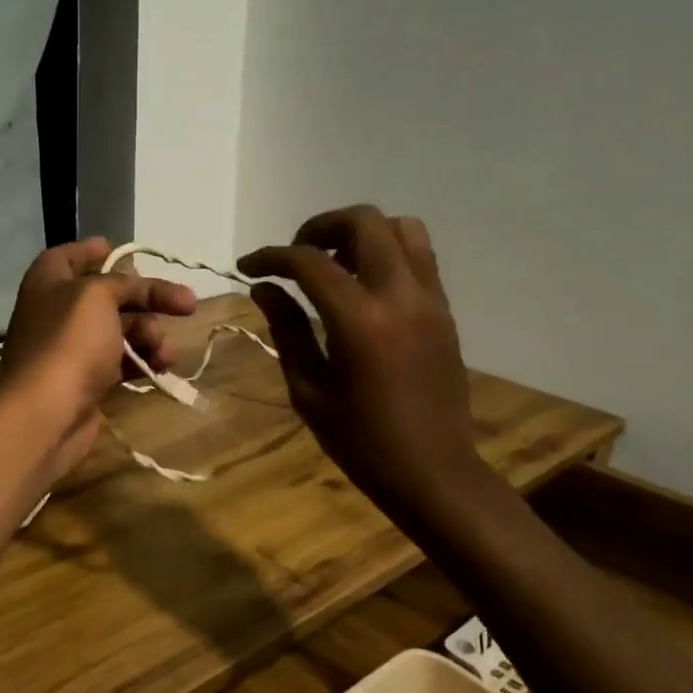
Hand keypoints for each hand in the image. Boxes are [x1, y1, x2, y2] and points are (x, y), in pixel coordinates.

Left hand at [0, 237, 196, 479]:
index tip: (125, 252)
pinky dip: (142, 360)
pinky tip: (162, 367)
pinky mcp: (85, 380)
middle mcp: (57, 310)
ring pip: (120, 330)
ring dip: (150, 335)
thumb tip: (136, 286)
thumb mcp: (98, 295)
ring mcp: (71, 348)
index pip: (71, 255)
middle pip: (108, 294)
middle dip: (147, 299)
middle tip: (185, 304)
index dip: (96, 251)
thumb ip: (122, 283)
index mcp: (49, 280)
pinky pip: (121, 361)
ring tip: (165, 350)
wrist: (46, 413)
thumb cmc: (70, 341)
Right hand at [239, 206, 497, 532]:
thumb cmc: (361, 441)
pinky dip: (386, 252)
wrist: (434, 471)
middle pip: (364, 222)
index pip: (309, 262)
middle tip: (295, 257)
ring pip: (401, 227)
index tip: (248, 267)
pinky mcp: (445, 309)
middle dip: (320, 227)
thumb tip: (264, 288)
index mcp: (360, 322)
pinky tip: (362, 285)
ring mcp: (430, 299)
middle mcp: (401, 296)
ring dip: (360, 233)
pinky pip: (418, 256)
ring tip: (333, 264)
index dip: (271, 257)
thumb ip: (287, 329)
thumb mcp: (309, 390)